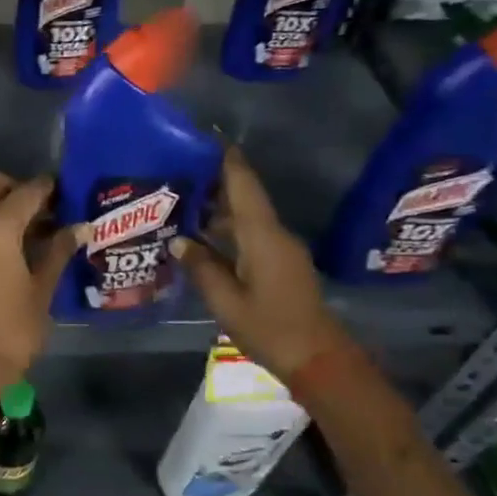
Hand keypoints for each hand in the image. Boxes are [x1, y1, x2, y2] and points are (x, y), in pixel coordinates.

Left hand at [0, 172, 76, 392]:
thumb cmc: (15, 326)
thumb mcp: (43, 287)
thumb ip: (60, 250)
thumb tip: (81, 226)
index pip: (27, 191)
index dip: (50, 187)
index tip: (70, 190)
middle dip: (21, 188)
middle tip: (50, 209)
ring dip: (6, 207)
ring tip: (39, 230)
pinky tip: (18, 249)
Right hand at [172, 146, 352, 380]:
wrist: (318, 359)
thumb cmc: (269, 328)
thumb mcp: (225, 301)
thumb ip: (201, 267)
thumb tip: (178, 241)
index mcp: (262, 236)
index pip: (244, 186)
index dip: (228, 159)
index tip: (209, 135)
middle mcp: (274, 235)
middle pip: (244, 198)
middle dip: (215, 182)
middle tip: (178, 171)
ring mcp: (280, 250)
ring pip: (246, 218)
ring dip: (219, 209)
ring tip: (182, 202)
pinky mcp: (280, 265)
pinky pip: (251, 235)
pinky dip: (227, 230)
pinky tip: (203, 237)